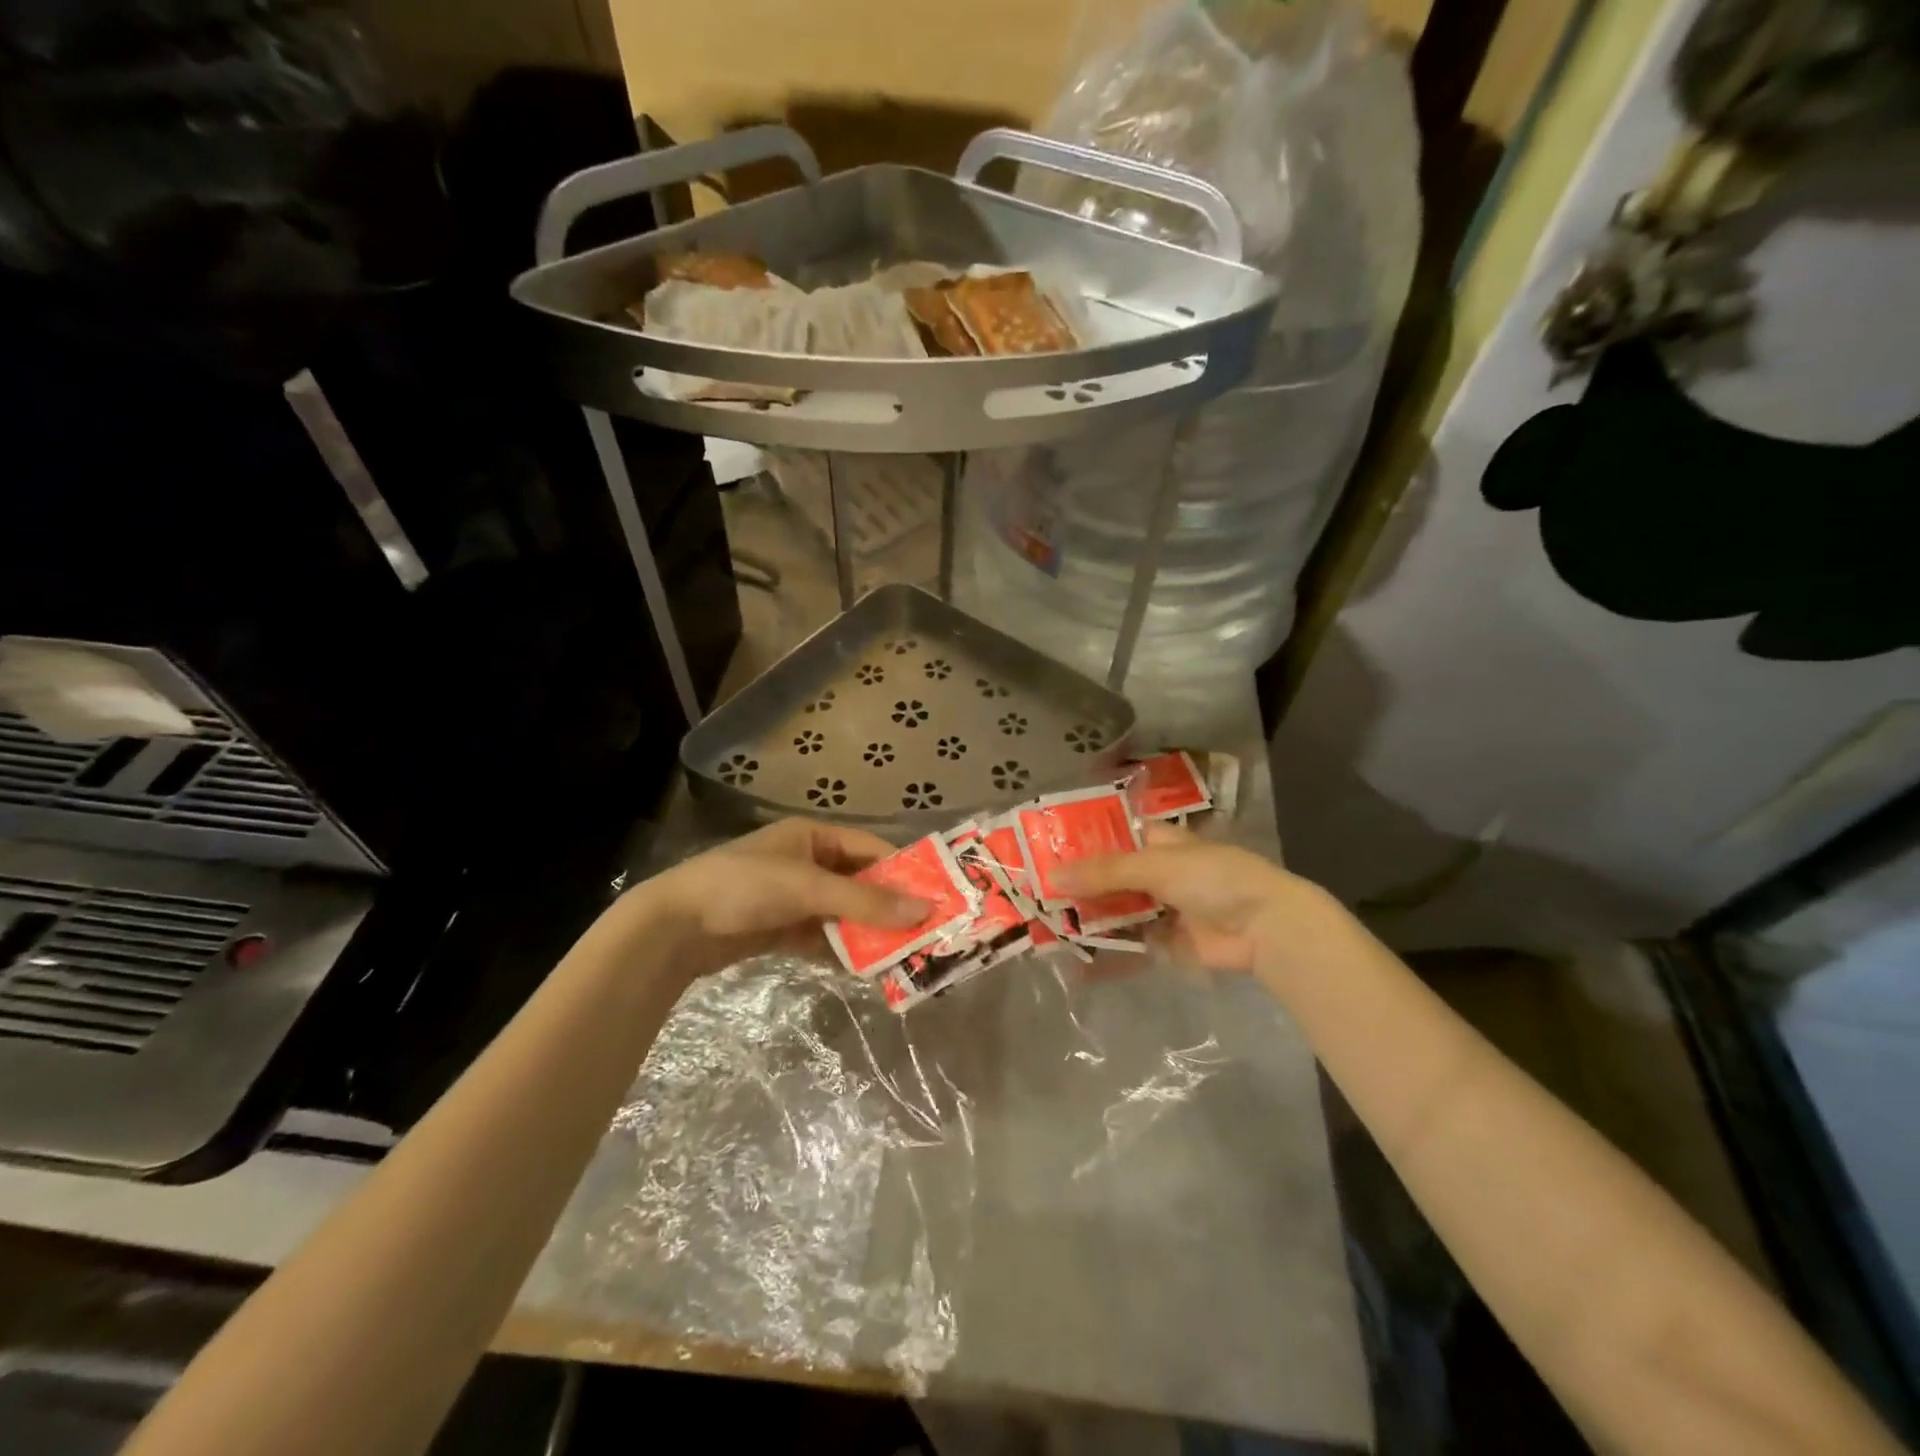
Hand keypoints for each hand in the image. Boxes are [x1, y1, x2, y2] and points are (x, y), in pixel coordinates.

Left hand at [627, 818, 925, 973]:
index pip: (871, 849)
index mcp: (814, 837)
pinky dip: (842, 951)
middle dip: (889, 908)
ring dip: (868, 933)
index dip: (904, 871)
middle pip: (860, 883)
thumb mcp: (809, 889)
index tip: (937, 896)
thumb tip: (924, 910)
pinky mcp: (782, 928)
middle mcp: (808, 862)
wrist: (674, 927)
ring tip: (903, 956)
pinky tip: (866, 970)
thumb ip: (865, 902)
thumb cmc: (745, 888)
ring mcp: (794, 897)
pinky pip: (824, 937)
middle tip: (926, 933)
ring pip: (844, 914)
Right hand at [1055, 825, 1324, 973]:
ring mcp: (1161, 908)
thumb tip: (1052, 878)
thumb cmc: (1212, 878)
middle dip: (1077, 885)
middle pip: (1109, 877)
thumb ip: (1104, 873)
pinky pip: (1129, 944)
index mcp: (1158, 842)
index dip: (1081, 842)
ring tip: (1043, 924)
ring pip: (1116, 911)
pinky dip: (1105, 951)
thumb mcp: (1154, 866)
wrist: (1264, 927)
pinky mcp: (1165, 943)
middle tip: (1033, 892)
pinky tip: (1074, 958)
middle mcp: (1157, 872)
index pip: (1112, 836)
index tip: (1043, 849)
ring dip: (1086, 918)